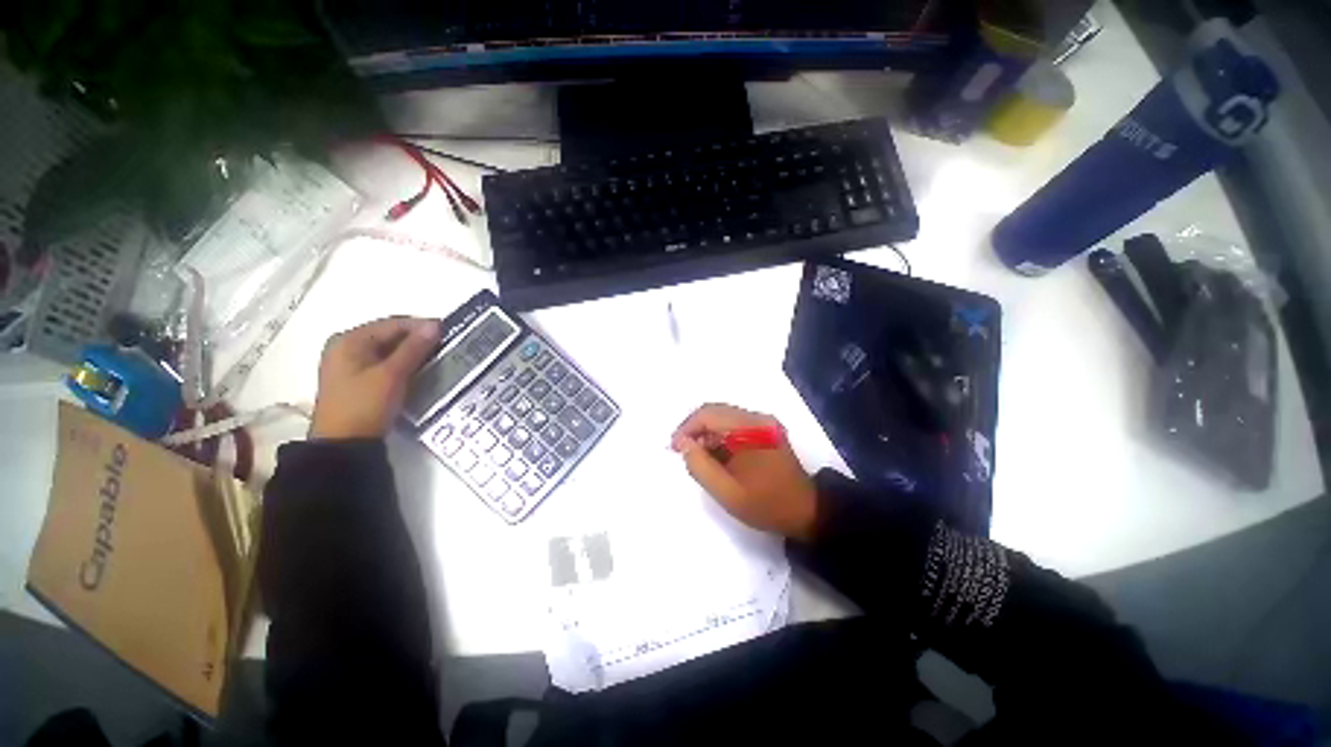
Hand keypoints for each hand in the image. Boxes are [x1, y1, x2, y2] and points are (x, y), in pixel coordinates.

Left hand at [310, 317, 440, 439]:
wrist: (345, 445)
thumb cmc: (366, 405)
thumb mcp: (392, 374)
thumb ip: (414, 348)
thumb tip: (435, 325)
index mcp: (350, 340)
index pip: (392, 324)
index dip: (421, 325)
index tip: (448, 332)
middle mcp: (346, 347)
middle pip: (389, 335)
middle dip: (418, 339)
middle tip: (446, 345)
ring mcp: (350, 365)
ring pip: (389, 350)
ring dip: (413, 352)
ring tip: (439, 357)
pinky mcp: (357, 380)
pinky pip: (385, 363)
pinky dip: (404, 364)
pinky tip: (421, 370)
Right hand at [671, 404, 818, 541]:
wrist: (807, 512)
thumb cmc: (766, 504)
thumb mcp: (727, 492)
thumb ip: (700, 466)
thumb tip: (684, 443)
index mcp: (751, 428)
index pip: (709, 414)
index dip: (687, 428)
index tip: (675, 448)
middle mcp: (758, 418)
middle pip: (716, 412)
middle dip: (695, 430)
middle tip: (683, 452)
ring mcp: (765, 423)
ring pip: (724, 417)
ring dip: (707, 433)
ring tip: (699, 457)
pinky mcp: (767, 430)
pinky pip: (735, 425)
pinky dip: (720, 437)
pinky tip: (716, 456)